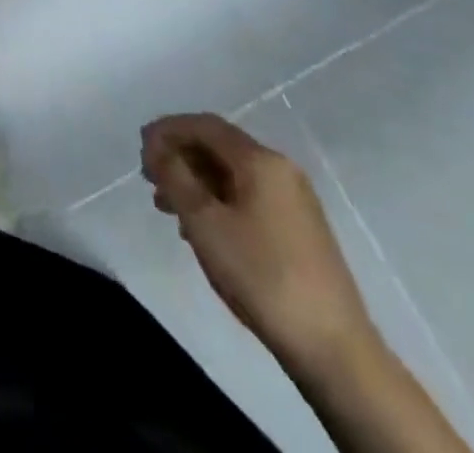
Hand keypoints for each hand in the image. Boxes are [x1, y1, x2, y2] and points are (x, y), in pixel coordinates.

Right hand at [142, 114, 376, 376]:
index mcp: (260, 160)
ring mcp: (294, 200)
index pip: (204, 125)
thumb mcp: (205, 222)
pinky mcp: (299, 229)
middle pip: (219, 147)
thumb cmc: (261, 275)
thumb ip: (174, 176)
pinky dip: (218, 202)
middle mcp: (281, 169)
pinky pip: (248, 198)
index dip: (167, 130)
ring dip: (196, 183)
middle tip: (150, 181)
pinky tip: (202, 231)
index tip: (140, 150)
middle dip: (180, 158)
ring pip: (232, 175)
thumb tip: (156, 145)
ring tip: (168, 210)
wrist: (334, 349)